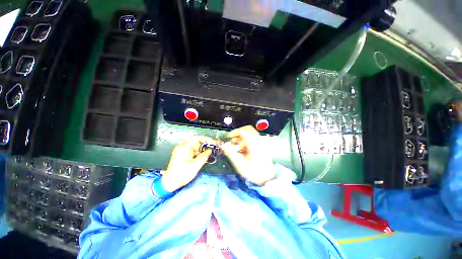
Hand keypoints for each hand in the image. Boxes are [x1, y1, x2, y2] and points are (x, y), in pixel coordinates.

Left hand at [162, 136, 215, 191]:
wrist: (170, 182)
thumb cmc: (182, 174)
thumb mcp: (195, 165)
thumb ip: (204, 156)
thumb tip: (209, 150)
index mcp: (184, 147)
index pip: (196, 138)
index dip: (206, 139)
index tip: (212, 142)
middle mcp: (182, 147)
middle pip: (195, 142)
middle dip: (204, 145)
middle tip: (212, 148)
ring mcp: (181, 151)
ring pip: (194, 146)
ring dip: (201, 149)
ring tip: (209, 153)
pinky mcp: (182, 155)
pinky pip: (192, 151)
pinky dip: (198, 153)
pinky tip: (203, 157)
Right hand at [221, 125, 274, 185]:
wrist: (267, 178)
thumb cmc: (254, 172)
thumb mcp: (240, 164)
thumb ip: (231, 153)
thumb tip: (224, 145)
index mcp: (253, 145)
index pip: (244, 131)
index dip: (235, 132)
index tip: (229, 136)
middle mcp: (258, 142)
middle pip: (248, 130)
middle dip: (239, 133)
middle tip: (232, 139)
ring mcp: (260, 144)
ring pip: (250, 134)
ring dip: (242, 138)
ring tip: (236, 146)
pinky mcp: (261, 147)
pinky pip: (253, 139)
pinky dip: (246, 141)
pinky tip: (242, 149)